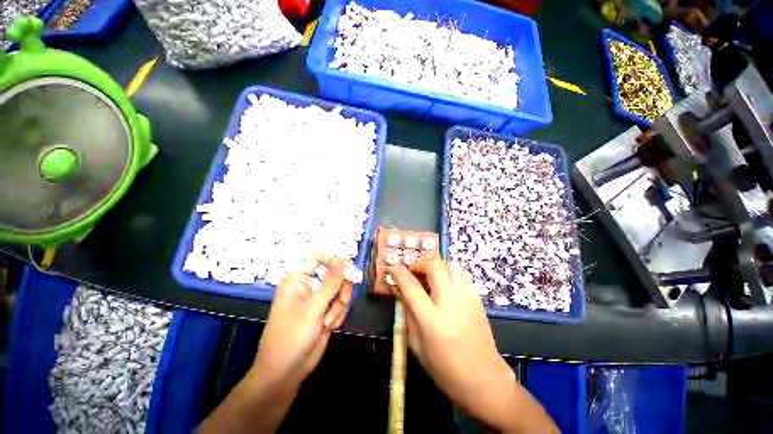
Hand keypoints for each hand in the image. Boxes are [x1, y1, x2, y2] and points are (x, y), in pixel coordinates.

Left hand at [253, 257, 353, 387]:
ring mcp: (318, 299)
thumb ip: (332, 282)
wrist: (286, 372)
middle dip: (340, 291)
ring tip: (326, 322)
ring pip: (341, 290)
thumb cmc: (292, 336)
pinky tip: (327, 328)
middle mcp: (309, 285)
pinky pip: (341, 304)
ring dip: (338, 306)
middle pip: (336, 275)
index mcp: (298, 279)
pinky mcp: (325, 311)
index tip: (350, 272)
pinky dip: (338, 316)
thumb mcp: (313, 307)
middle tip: (337, 304)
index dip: (337, 263)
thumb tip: (344, 259)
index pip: (321, 259)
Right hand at [388, 259, 556, 432]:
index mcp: (433, 320)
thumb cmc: (445, 369)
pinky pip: (460, 274)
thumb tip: (398, 289)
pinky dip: (447, 272)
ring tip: (427, 275)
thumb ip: (407, 313)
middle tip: (412, 270)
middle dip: (419, 263)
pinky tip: (442, 285)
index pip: (411, 286)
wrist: (484, 379)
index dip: (398, 273)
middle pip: (434, 266)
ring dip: (435, 265)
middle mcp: (451, 303)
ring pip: (450, 265)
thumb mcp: (417, 345)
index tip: (391, 267)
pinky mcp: (476, 298)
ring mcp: (467, 298)